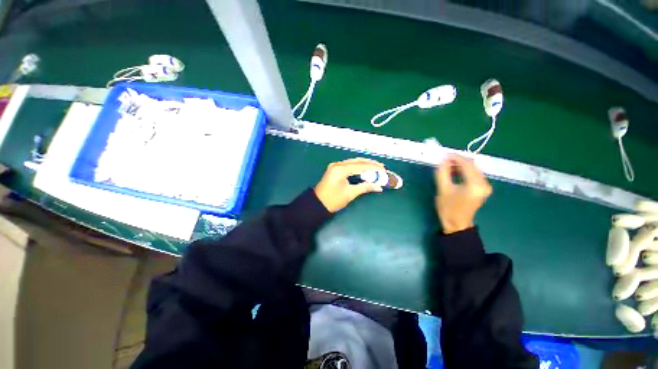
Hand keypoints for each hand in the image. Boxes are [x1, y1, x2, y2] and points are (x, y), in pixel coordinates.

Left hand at [314, 158, 384, 212]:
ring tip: (376, 167)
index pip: (360, 166)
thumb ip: (365, 187)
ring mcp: (335, 166)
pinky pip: (349, 165)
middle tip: (382, 167)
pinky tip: (365, 168)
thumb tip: (379, 187)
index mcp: (340, 170)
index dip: (373, 167)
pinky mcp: (335, 169)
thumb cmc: (333, 200)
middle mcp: (337, 164)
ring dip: (365, 164)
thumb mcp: (350, 194)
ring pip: (353, 161)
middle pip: (357, 161)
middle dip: (370, 163)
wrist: (318, 204)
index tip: (384, 169)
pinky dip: (358, 166)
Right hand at [434, 154, 491, 233]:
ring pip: (473, 168)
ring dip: (461, 165)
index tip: (444, 154)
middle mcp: (484, 184)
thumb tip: (443, 159)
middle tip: (444, 161)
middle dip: (458, 161)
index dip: (455, 157)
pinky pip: (474, 174)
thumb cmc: (448, 208)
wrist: (457, 224)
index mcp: (475, 185)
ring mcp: (486, 186)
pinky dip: (464, 171)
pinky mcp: (483, 188)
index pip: (467, 164)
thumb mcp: (442, 189)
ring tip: (447, 167)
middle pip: (472, 165)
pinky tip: (455, 172)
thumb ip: (442, 172)